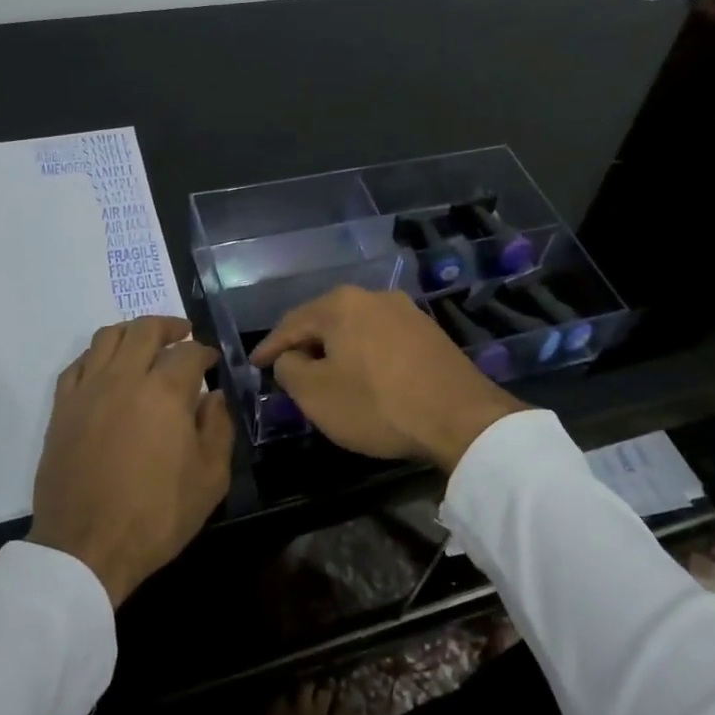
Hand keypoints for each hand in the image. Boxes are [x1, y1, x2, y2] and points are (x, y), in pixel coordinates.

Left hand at [28, 317, 233, 606]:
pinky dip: (97, 356)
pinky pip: (78, 364)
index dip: (205, 352)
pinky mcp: (62, 408)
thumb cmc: (157, 515)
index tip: (212, 361)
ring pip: (108, 337)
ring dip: (131, 332)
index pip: (189, 352)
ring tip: (145, 344)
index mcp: (165, 392)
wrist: (86, 547)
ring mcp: (88, 390)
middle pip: (145, 330)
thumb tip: (214, 396)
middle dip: (169, 326)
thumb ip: (219, 428)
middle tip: (182, 335)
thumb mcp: (210, 478)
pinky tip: (107, 369)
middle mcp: (124, 378)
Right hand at [250, 287, 524, 472]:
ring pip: (356, 329)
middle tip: (288, 371)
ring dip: (337, 351)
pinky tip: (365, 377)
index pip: (291, 323)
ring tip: (326, 375)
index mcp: (341, 304)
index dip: (269, 347)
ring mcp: (406, 312)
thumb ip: (289, 369)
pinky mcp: (429, 332)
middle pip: (325, 321)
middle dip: (305, 346)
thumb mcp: (316, 394)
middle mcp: (373, 296)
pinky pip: (382, 339)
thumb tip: (289, 358)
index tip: (254, 365)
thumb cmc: (377, 404)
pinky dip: (365, 356)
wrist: (460, 417)